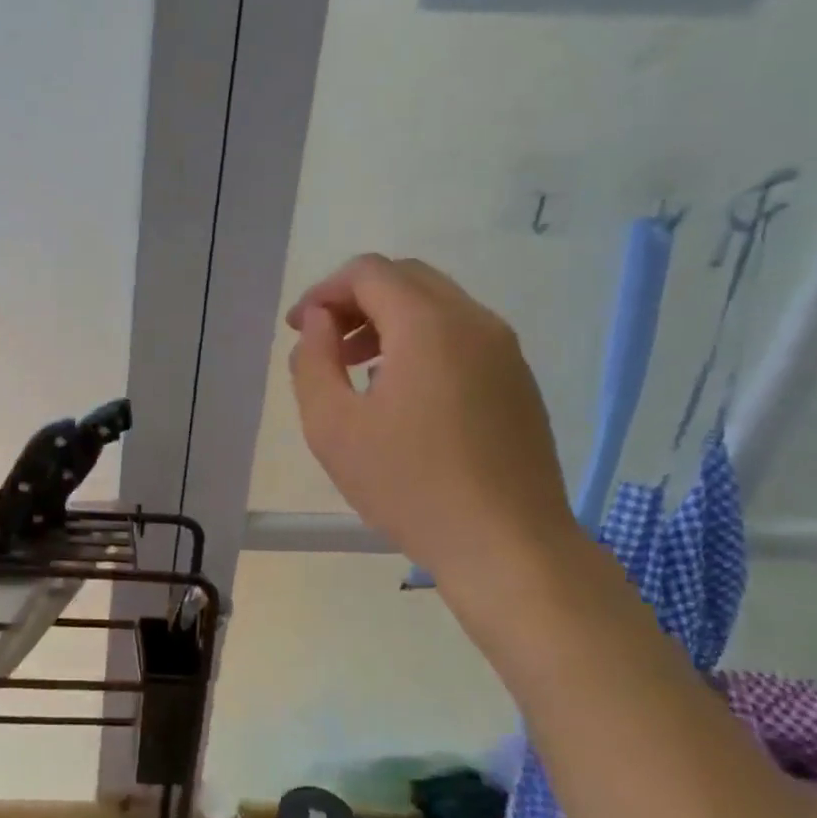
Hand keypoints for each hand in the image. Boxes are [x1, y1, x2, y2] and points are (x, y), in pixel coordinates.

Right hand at [287, 255, 577, 596]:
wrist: (508, 546)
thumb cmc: (409, 485)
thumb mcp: (332, 426)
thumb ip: (313, 361)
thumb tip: (318, 322)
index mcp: (428, 325)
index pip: (369, 272)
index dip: (324, 291)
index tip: (298, 328)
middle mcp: (474, 322)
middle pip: (406, 278)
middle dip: (356, 300)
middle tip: (325, 342)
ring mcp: (504, 351)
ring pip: (436, 305)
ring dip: (388, 319)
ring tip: (357, 368)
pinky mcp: (518, 380)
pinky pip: (461, 335)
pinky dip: (421, 340)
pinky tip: (401, 392)